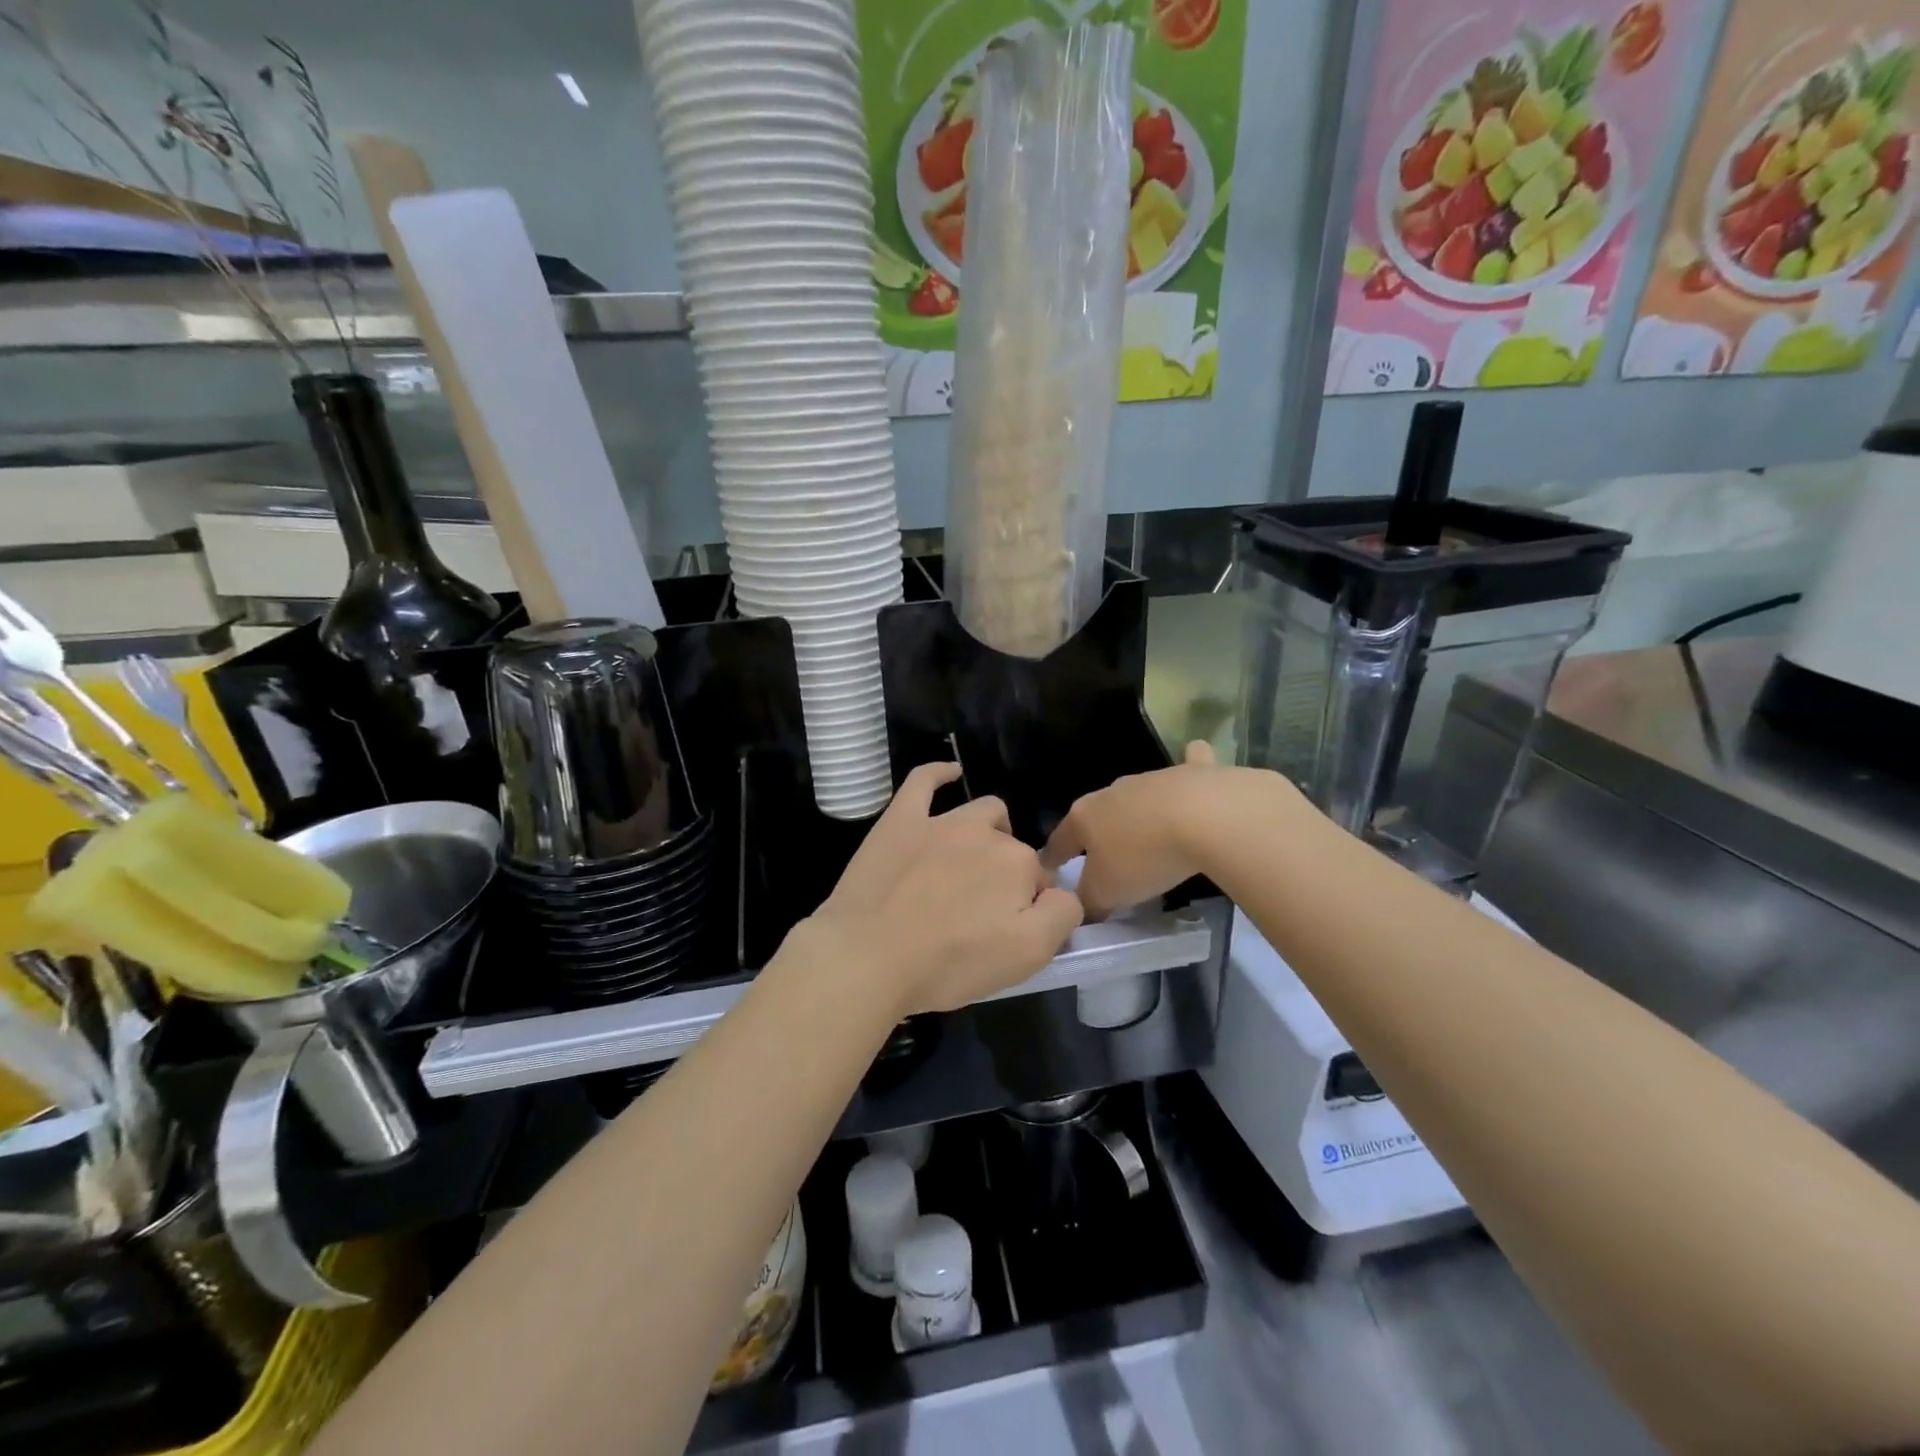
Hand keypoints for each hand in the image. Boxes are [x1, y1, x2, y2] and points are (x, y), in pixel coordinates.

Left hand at [804, 763, 1083, 1018]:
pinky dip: (940, 774)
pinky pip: (923, 781)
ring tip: (973, 863)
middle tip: (983, 913)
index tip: (1008, 933)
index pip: (1040, 882)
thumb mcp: (1026, 956)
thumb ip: (1061, 916)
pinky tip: (949, 773)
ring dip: (989, 831)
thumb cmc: (949, 963)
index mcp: (1018, 864)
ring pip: (981, 812)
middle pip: (1011, 848)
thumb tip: (1062, 893)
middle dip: (1008, 874)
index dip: (1029, 908)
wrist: (868, 957)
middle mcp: (984, 833)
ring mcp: (940, 822)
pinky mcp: (901, 820)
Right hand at [1043, 742, 1295, 919]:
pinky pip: (1187, 768)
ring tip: (1148, 835)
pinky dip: (1188, 768)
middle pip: (1097, 815)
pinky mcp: (1192, 773)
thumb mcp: (1107, 892)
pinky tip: (1194, 772)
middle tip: (1104, 857)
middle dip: (1097, 833)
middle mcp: (1111, 792)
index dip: (1053, 858)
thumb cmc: (1144, 857)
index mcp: (1084, 817)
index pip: (1060, 840)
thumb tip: (1081, 907)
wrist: (1205, 817)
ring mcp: (1151, 778)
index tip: (1049, 869)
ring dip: (1137, 812)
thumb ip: (1088, 901)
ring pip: (1137, 796)